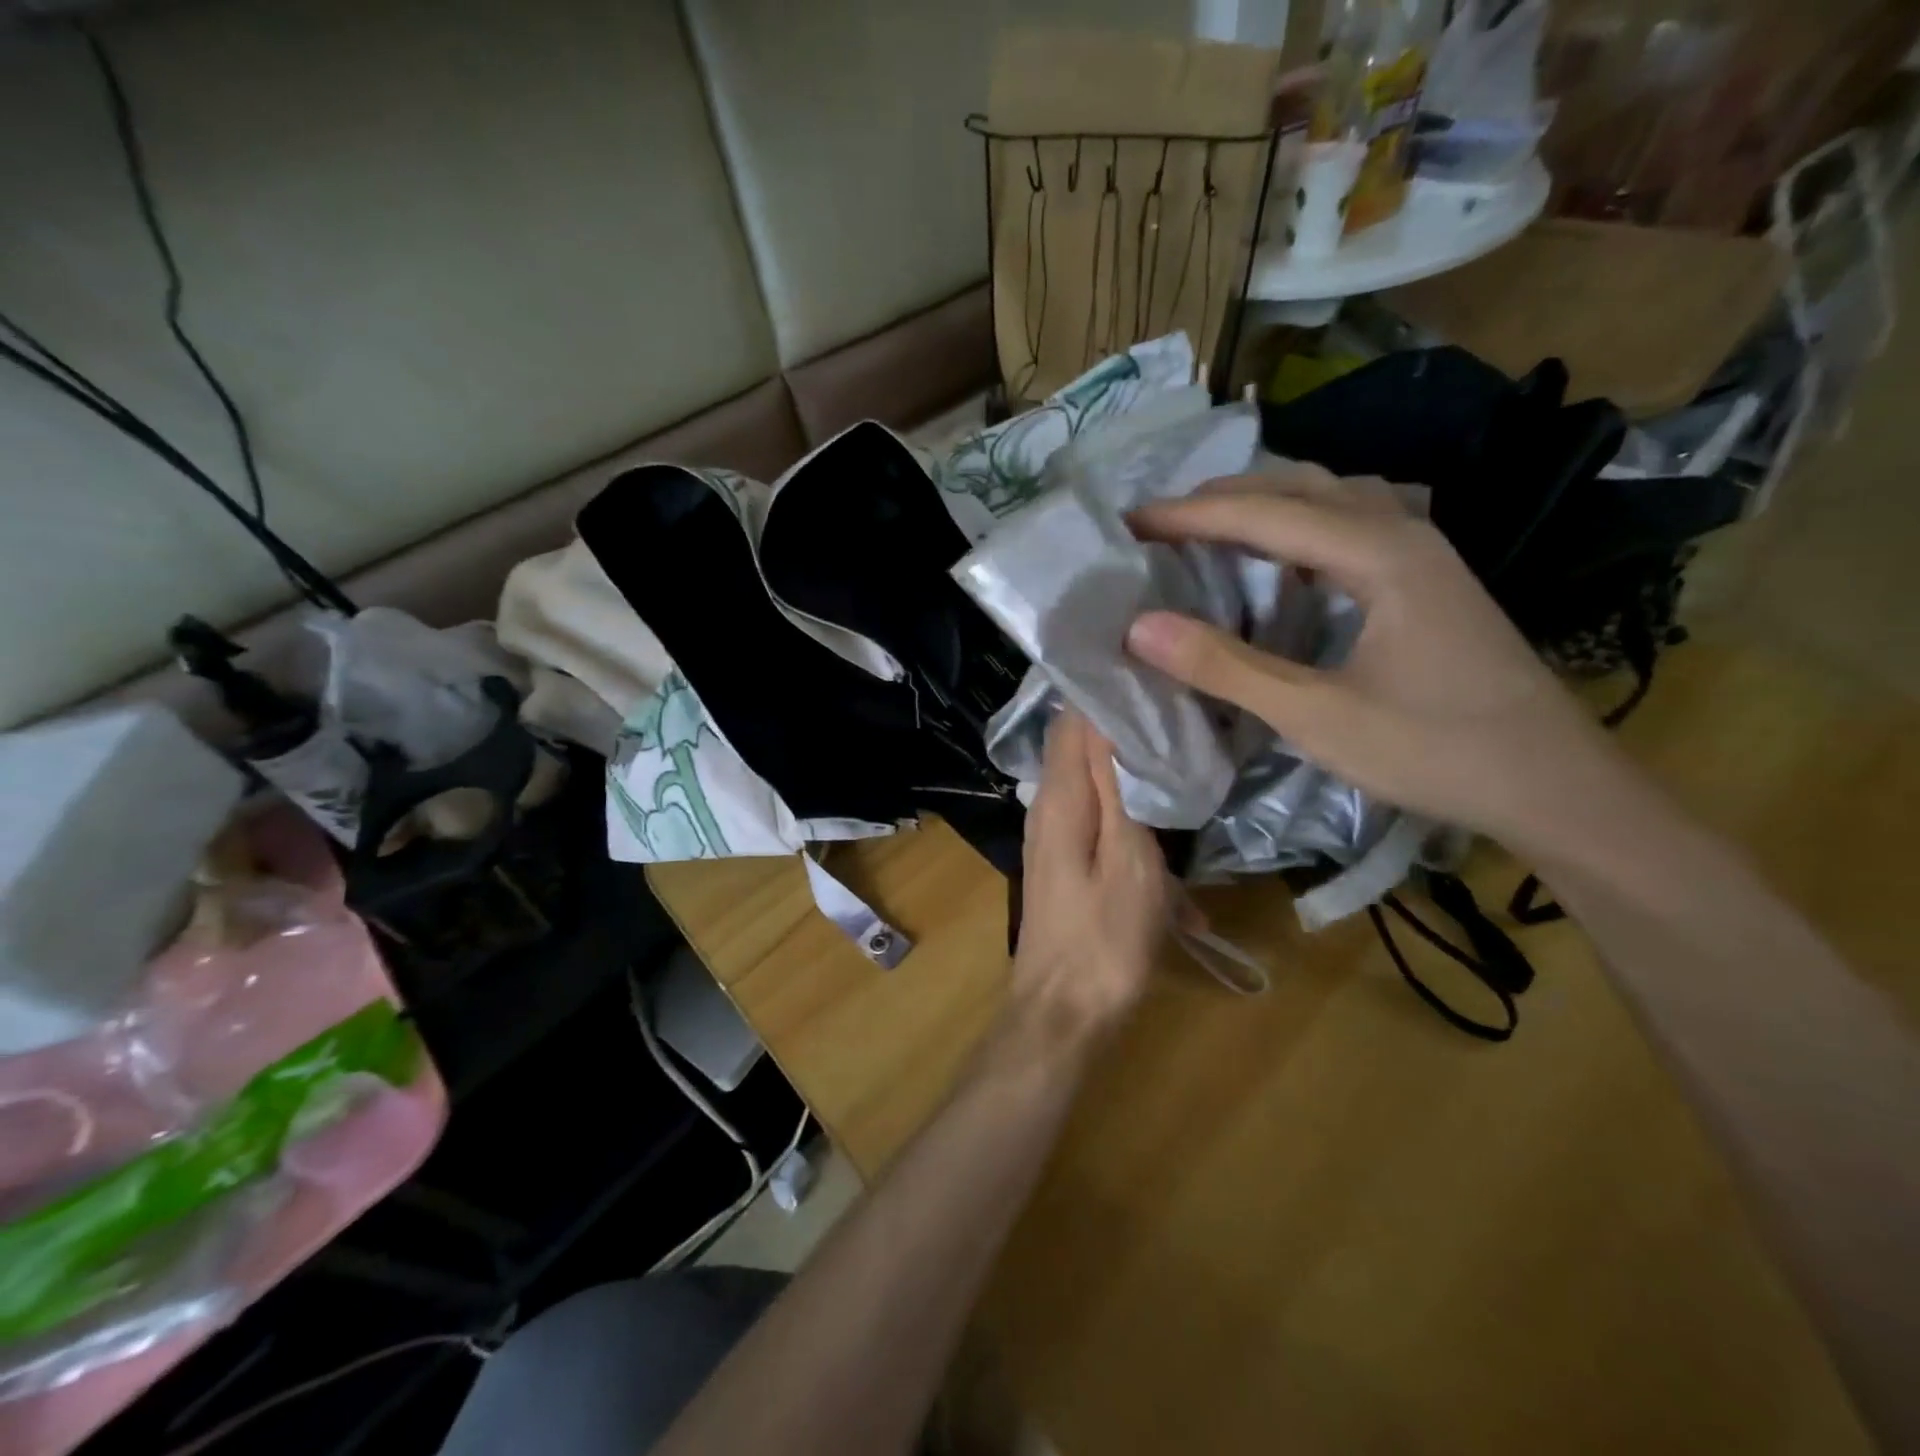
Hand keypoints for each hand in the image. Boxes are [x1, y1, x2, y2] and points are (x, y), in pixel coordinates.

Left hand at [1011, 710, 1169, 1041]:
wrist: (1064, 1016)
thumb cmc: (1105, 940)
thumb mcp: (1129, 860)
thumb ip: (1119, 788)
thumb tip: (1110, 718)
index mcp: (1060, 798)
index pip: (1074, 718)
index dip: (1108, 691)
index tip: (1155, 673)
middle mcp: (1047, 808)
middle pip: (1084, 748)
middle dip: (1130, 731)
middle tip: (1185, 716)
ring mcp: (1054, 838)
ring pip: (1098, 788)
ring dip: (1139, 782)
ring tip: (1190, 770)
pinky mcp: (1066, 865)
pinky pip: (1102, 828)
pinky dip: (1136, 834)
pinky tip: (1178, 874)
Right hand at [1124, 469, 1635, 861]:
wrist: (1554, 786)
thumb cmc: (1434, 750)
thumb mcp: (1316, 715)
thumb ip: (1226, 668)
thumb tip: (1139, 628)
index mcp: (1379, 554)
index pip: (1264, 513)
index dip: (1189, 516)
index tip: (1129, 523)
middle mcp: (1404, 533)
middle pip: (1301, 486)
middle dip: (1223, 498)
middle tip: (1160, 525)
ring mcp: (1424, 554)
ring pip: (1332, 498)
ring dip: (1266, 503)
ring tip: (1211, 527)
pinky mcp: (1429, 581)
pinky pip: (1352, 525)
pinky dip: (1301, 525)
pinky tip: (1284, 557)